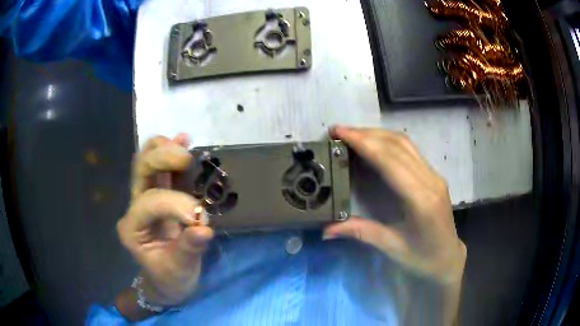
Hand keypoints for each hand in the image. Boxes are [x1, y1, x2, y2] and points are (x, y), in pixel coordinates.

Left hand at [116, 134, 212, 306]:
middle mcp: (134, 208)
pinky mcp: (159, 195)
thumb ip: (188, 249)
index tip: (201, 221)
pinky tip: (183, 139)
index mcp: (132, 228)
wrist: (167, 280)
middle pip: (140, 169)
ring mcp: (144, 199)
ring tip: (183, 144)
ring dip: (164, 149)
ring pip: (146, 160)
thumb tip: (204, 229)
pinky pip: (162, 167)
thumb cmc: (171, 278)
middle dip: (161, 159)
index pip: (150, 202)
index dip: (176, 205)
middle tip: (186, 160)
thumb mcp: (180, 270)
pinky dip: (171, 150)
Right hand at [324, 126, 465, 283]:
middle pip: (397, 145)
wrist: (448, 257)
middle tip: (339, 131)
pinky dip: (388, 141)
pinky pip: (410, 149)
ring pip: (404, 143)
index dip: (364, 143)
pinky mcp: (433, 174)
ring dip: (377, 134)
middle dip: (366, 134)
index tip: (340, 132)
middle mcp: (430, 180)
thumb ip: (361, 232)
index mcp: (420, 200)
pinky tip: (374, 143)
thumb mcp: (391, 247)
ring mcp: (434, 174)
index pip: (390, 161)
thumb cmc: (422, 257)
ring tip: (352, 134)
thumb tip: (326, 229)